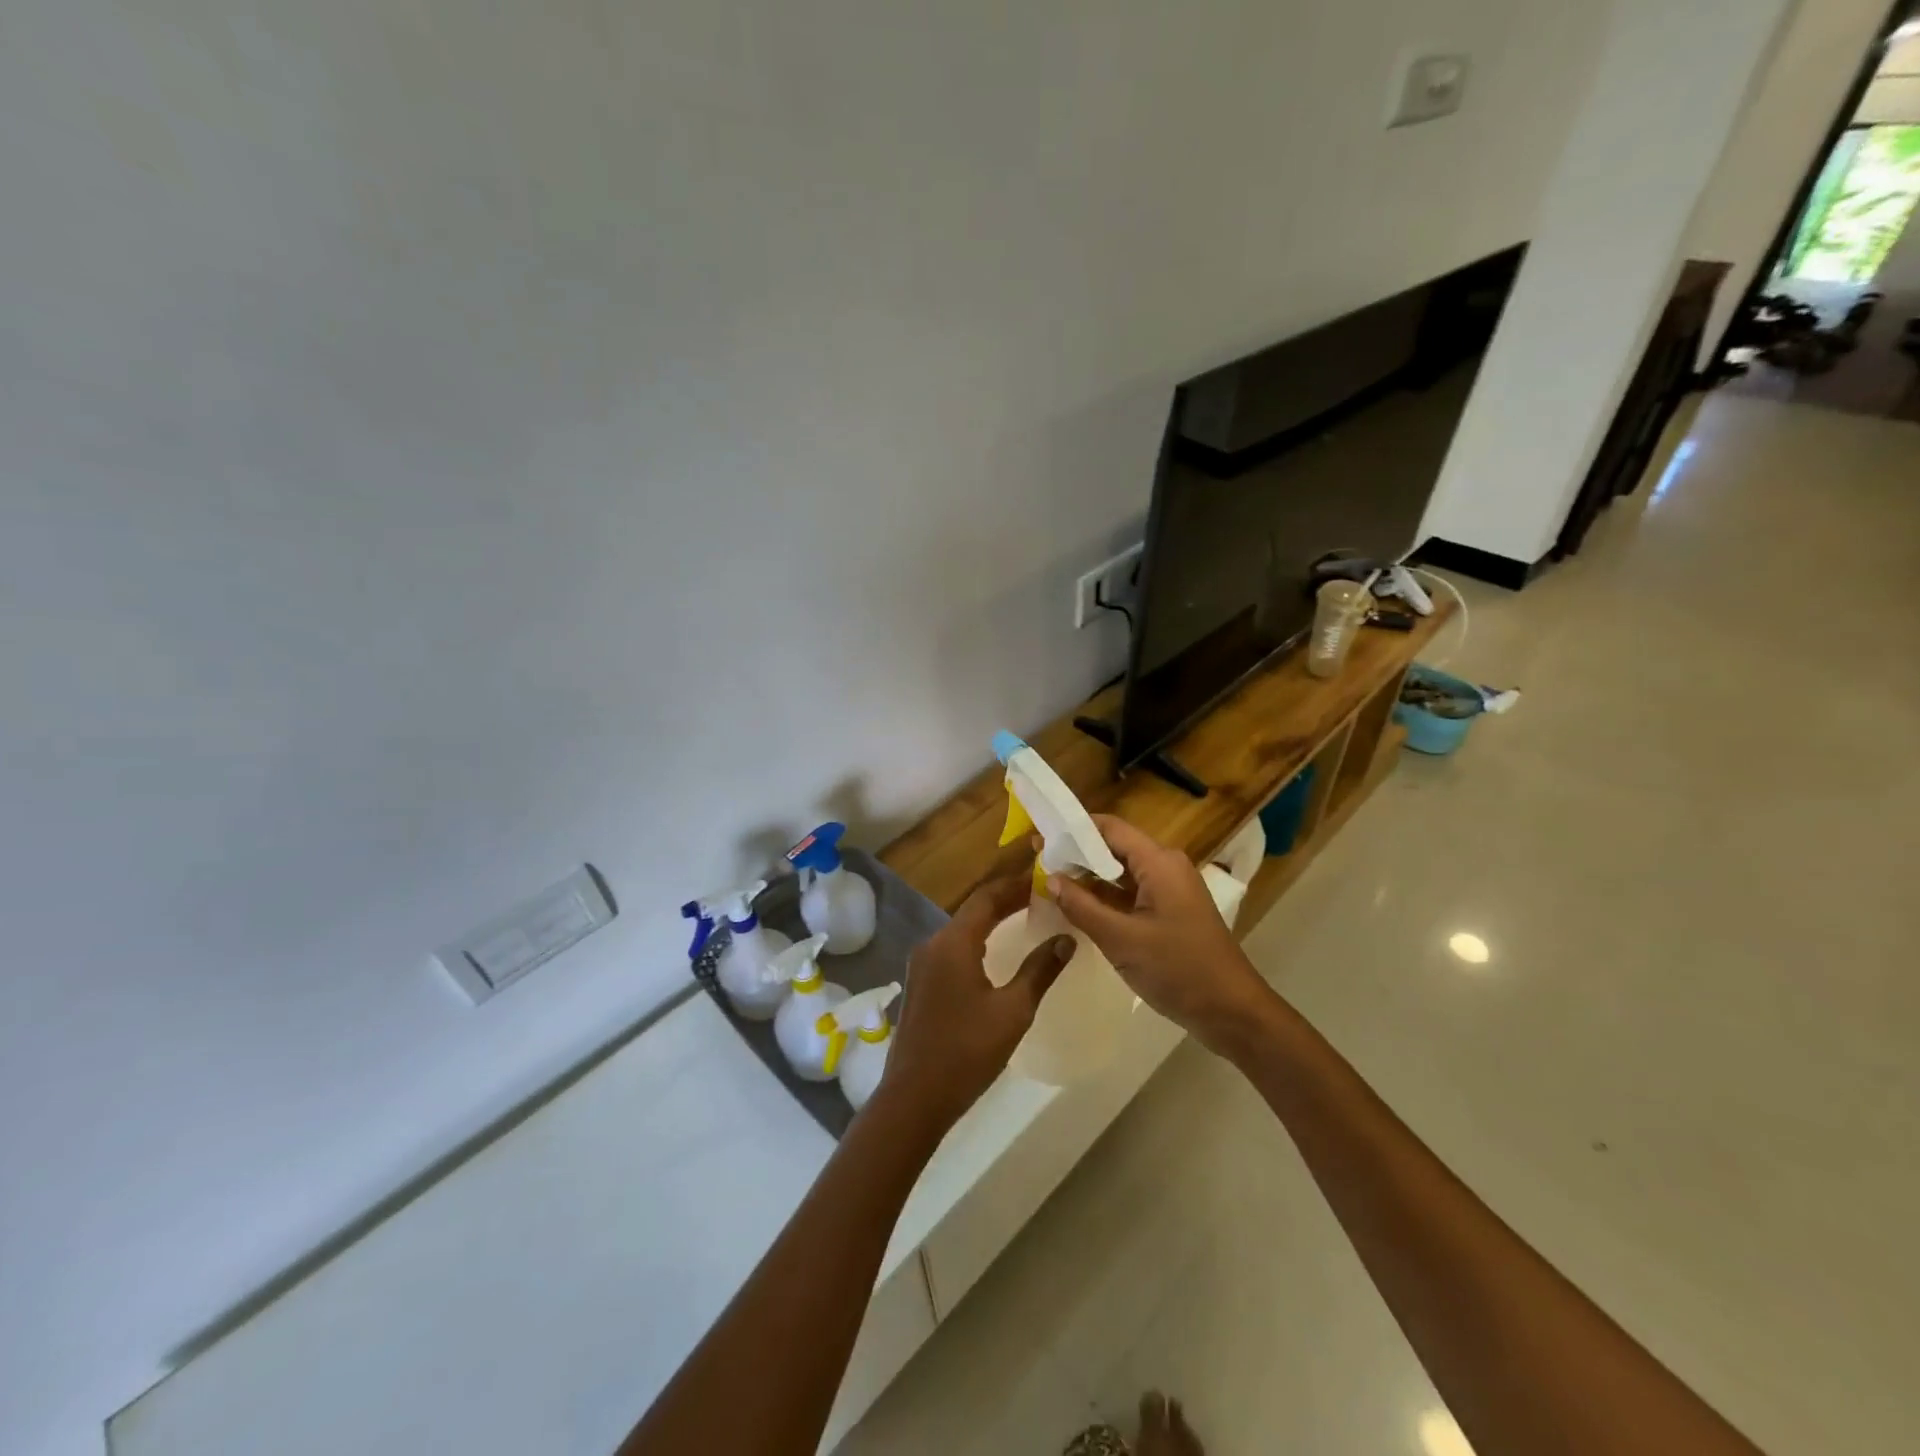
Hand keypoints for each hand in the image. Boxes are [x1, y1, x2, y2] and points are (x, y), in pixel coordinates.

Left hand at [879, 875, 1074, 1131]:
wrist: (913, 1097)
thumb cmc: (966, 1051)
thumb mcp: (1012, 1011)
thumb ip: (1040, 971)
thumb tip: (1066, 939)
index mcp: (953, 943)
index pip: (986, 897)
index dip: (1014, 885)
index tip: (1042, 880)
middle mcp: (932, 944)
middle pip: (972, 911)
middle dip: (1005, 902)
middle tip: (1040, 899)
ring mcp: (921, 965)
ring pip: (960, 930)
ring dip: (990, 922)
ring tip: (1023, 920)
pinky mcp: (919, 985)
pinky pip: (951, 950)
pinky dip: (976, 942)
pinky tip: (994, 955)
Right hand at [1050, 814, 1270, 1052]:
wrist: (1232, 1012)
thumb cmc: (1178, 970)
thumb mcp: (1121, 940)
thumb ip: (1082, 906)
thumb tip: (1051, 878)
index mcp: (1159, 862)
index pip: (1109, 828)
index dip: (1073, 829)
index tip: (1039, 837)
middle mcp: (1166, 866)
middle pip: (1114, 847)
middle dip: (1077, 854)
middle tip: (1037, 862)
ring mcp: (1171, 890)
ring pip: (1122, 872)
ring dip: (1089, 877)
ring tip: (1050, 883)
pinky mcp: (1171, 911)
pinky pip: (1132, 893)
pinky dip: (1106, 897)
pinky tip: (1079, 907)